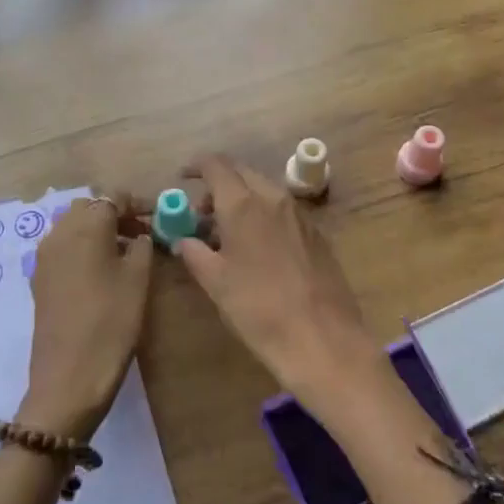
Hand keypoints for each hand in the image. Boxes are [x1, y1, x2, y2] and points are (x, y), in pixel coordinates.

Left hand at [19, 195, 154, 440]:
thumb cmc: (111, 322)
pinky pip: (63, 248)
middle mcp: (59, 232)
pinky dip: (82, 248)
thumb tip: (139, 235)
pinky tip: (101, 272)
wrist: (69, 377)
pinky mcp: (39, 279)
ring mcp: (44, 256)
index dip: (137, 204)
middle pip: (89, 207)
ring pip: (72, 226)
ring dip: (97, 230)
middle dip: (114, 213)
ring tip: (124, 253)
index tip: (158, 218)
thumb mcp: (138, 279)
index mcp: (86, 226)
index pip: (114, 197)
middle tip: (141, 233)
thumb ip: (142, 246)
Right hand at [173, 155, 380, 408]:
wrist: (322, 338)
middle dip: (219, 186)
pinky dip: (263, 215)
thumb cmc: (258, 308)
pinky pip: (282, 210)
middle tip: (202, 214)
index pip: (216, 165)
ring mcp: (299, 214)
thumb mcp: (216, 283)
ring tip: (228, 235)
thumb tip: (184, 240)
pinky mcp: (316, 233)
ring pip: (264, 191)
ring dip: (242, 200)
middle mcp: (273, 197)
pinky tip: (258, 247)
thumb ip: (195, 253)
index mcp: (243, 203)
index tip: (182, 178)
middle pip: (241, 174)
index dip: (196, 166)